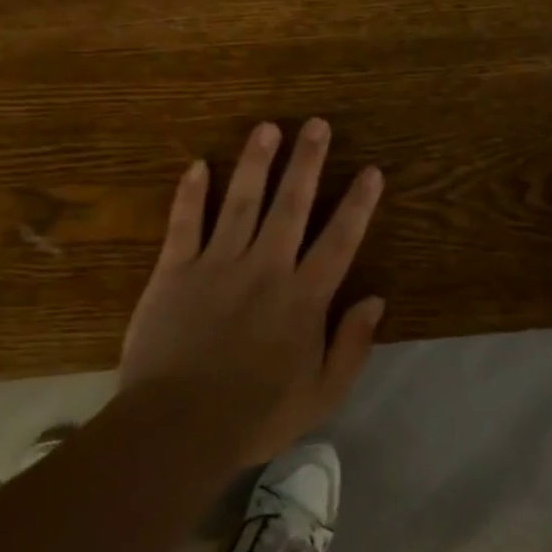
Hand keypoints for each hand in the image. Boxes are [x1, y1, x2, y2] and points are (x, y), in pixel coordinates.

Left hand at [120, 118, 385, 468]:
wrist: (177, 428)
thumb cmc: (256, 416)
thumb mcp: (322, 394)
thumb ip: (352, 345)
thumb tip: (376, 299)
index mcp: (303, 297)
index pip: (339, 240)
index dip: (358, 204)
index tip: (371, 171)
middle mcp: (265, 268)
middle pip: (291, 205)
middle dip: (307, 162)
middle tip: (317, 124)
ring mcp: (217, 264)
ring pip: (240, 202)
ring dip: (255, 163)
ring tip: (266, 128)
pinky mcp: (174, 271)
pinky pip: (184, 224)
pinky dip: (190, 194)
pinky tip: (197, 165)